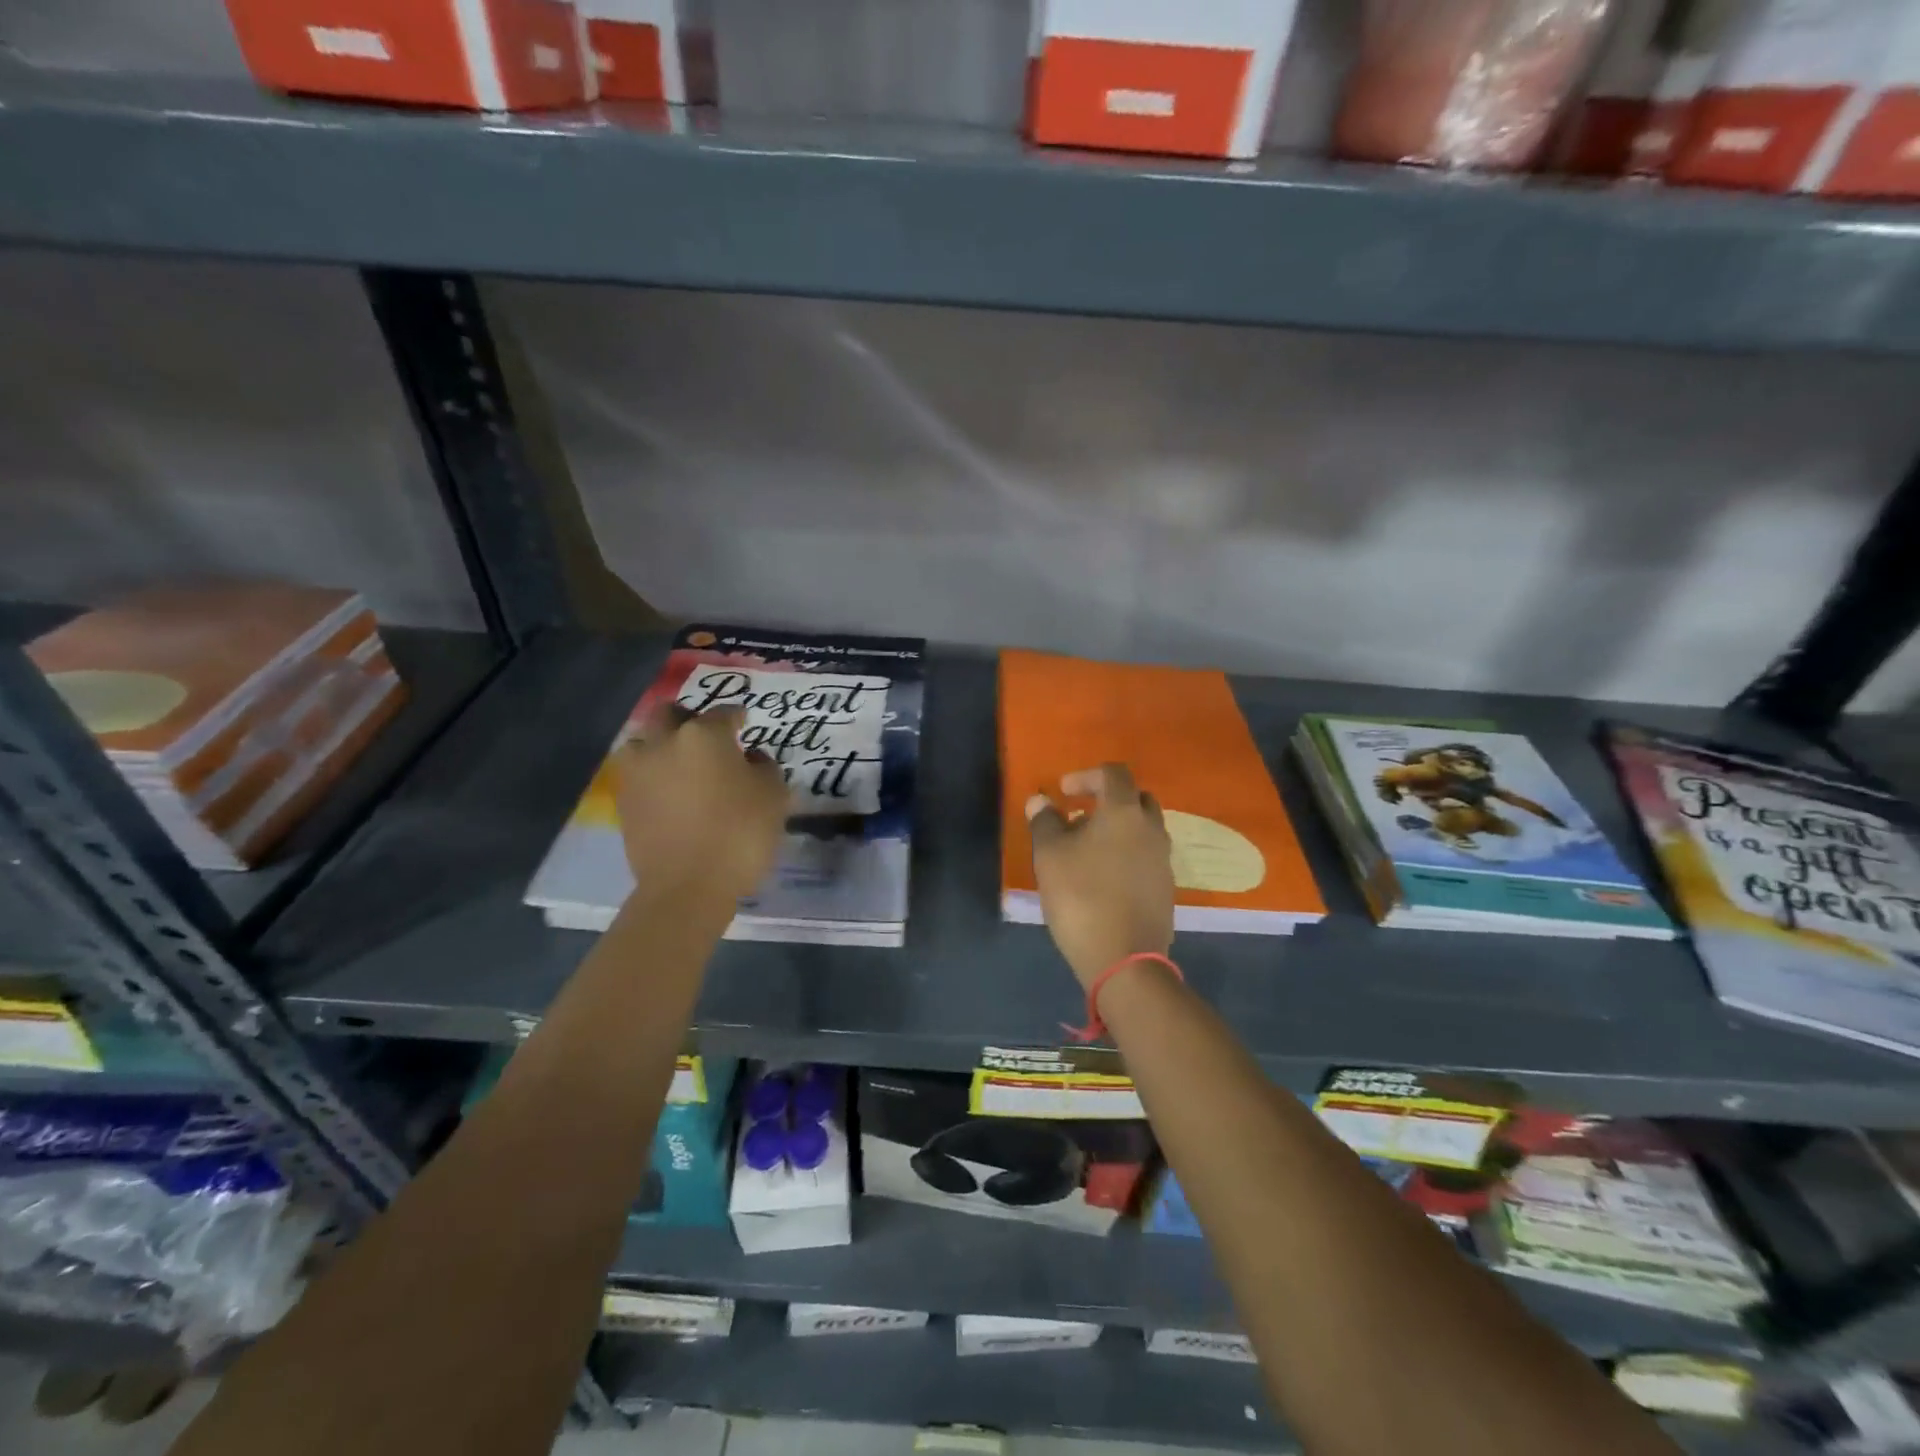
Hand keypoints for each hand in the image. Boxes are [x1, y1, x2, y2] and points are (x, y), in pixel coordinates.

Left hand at [616, 704, 787, 902]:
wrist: (687, 887)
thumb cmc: (739, 834)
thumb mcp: (774, 796)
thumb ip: (765, 767)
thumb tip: (750, 758)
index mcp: (703, 735)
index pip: (723, 712)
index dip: (737, 716)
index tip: (745, 722)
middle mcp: (663, 744)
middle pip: (670, 714)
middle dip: (688, 719)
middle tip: (707, 737)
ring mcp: (638, 773)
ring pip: (644, 743)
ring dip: (661, 746)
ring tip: (681, 765)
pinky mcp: (623, 803)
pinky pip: (639, 776)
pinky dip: (654, 777)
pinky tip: (671, 794)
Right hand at [1026, 763, 1174, 988]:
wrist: (1124, 959)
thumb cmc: (1082, 896)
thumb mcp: (1049, 856)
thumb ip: (1044, 822)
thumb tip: (1040, 800)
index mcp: (1125, 812)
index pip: (1113, 773)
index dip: (1086, 775)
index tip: (1063, 792)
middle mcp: (1152, 829)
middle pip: (1135, 798)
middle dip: (1107, 800)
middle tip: (1079, 817)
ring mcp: (1163, 860)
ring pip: (1143, 829)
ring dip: (1117, 829)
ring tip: (1086, 850)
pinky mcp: (1165, 888)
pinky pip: (1146, 856)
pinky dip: (1126, 854)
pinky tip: (1103, 877)